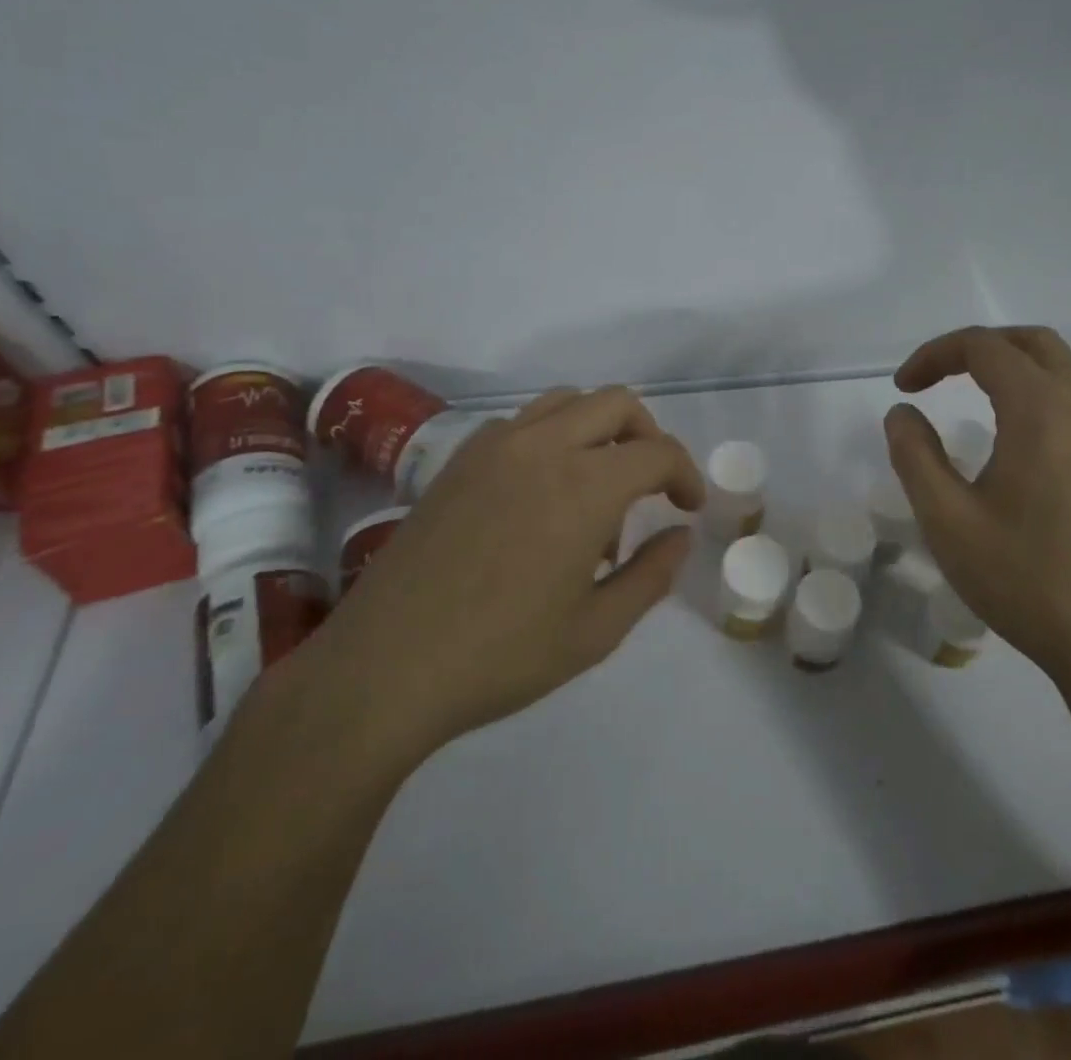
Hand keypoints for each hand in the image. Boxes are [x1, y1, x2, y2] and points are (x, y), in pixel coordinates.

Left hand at [287, 386, 703, 777]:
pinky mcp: (459, 458)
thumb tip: (681, 535)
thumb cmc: (500, 656)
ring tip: (595, 488)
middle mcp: (544, 447)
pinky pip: (523, 422)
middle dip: (649, 437)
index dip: (686, 475)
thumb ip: (652, 575)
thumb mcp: (596, 630)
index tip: (688, 509)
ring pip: (568, 401)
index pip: (658, 451)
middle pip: (617, 403)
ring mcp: (495, 446)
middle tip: (651, 487)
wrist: (383, 668)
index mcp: (585, 486)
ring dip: (599, 429)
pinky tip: (540, 494)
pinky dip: (552, 437)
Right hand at [885, 326, 1070, 706]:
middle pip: (1031, 341)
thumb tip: (902, 413)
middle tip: (936, 379)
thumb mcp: (947, 520)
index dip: (934, 355)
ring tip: (978, 392)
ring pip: (1066, 362)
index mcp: (1040, 408)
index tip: (904, 388)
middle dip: (977, 348)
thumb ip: (915, 455)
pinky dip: (1045, 385)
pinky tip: (1022, 430)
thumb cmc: (1026, 578)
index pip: (983, 347)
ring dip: (1017, 361)